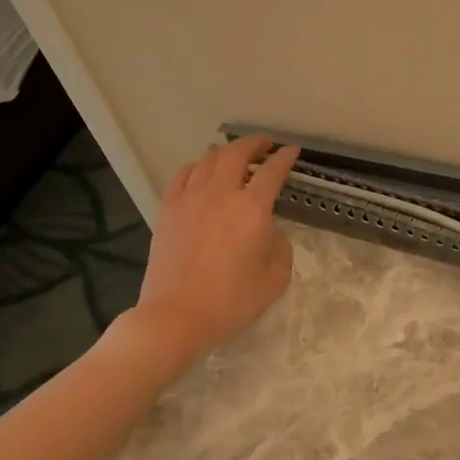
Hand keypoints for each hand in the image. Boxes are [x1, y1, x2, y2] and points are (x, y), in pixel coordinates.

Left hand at [128, 135, 300, 370]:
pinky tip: (202, 173)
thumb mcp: (275, 279)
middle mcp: (221, 194)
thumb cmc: (231, 302)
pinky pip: (183, 175)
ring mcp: (190, 199)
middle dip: (254, 144)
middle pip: (237, 154)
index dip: (285, 158)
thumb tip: (269, 230)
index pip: (272, 172)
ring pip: (208, 159)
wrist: (176, 315)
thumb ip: (279, 246)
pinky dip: (197, 167)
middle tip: (265, 145)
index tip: (292, 151)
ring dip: (226, 153)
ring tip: (235, 157)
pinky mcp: (168, 210)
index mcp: (252, 210)